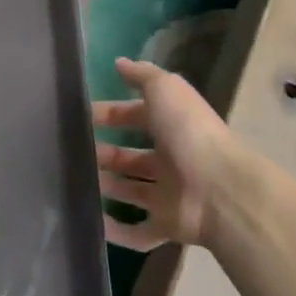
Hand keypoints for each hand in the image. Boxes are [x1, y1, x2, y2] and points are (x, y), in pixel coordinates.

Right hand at [92, 56, 235, 250]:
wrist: (221, 191)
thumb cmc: (190, 134)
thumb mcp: (165, 90)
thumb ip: (142, 75)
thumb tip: (119, 62)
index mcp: (172, 127)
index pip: (135, 117)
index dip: (110, 114)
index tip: (80, 117)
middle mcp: (172, 160)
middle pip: (132, 157)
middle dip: (104, 153)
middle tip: (73, 153)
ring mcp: (170, 196)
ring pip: (132, 191)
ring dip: (107, 187)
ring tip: (75, 182)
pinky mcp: (167, 226)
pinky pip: (138, 233)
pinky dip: (116, 231)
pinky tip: (91, 222)